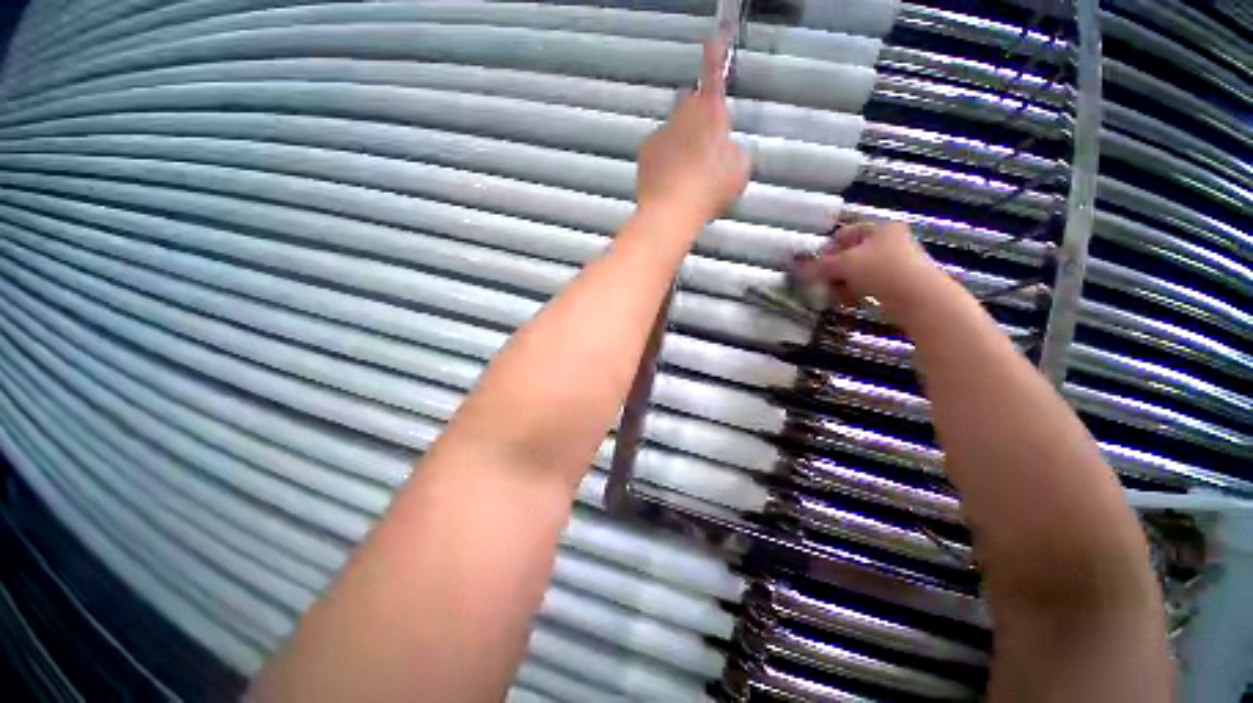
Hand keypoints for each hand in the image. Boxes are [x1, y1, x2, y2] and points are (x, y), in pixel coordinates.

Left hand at [635, 39, 750, 228]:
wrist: (670, 212)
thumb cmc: (709, 190)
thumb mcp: (739, 171)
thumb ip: (735, 151)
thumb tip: (727, 149)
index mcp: (710, 114)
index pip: (713, 75)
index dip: (714, 55)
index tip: (712, 38)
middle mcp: (682, 115)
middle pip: (690, 103)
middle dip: (696, 115)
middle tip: (704, 144)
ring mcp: (660, 132)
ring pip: (674, 128)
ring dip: (681, 142)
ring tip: (687, 175)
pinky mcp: (645, 151)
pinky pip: (658, 147)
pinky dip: (665, 158)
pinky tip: (670, 180)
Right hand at [798, 220, 950, 323]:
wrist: (919, 298)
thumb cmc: (882, 271)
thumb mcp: (844, 265)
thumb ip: (817, 266)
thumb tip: (793, 265)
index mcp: (880, 228)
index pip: (844, 233)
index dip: (827, 249)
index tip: (815, 265)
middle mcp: (890, 241)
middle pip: (850, 254)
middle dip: (834, 270)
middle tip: (822, 283)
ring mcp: (896, 263)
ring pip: (858, 271)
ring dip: (842, 283)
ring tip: (835, 295)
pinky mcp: (898, 283)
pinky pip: (868, 284)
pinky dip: (856, 291)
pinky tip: (850, 301)